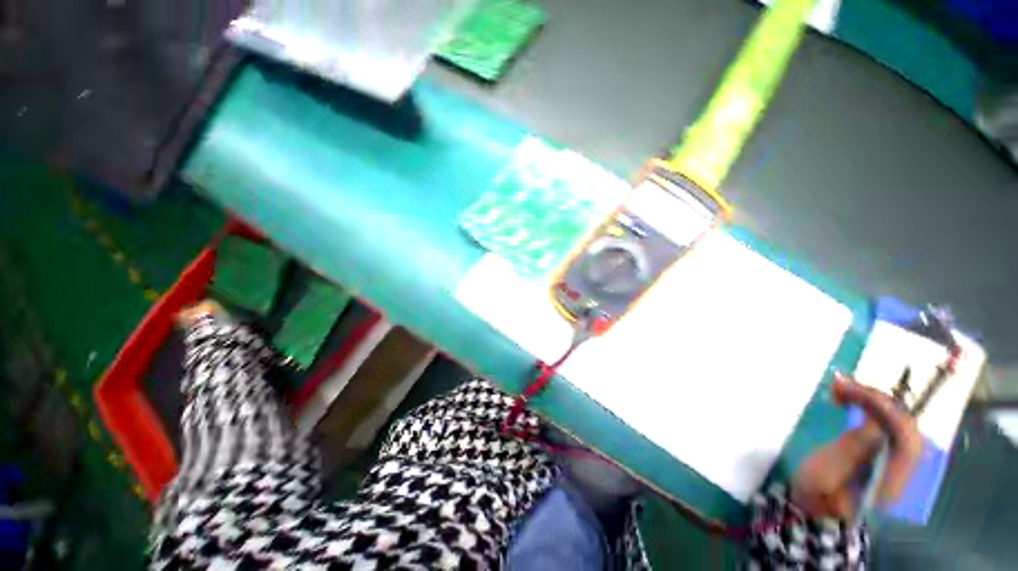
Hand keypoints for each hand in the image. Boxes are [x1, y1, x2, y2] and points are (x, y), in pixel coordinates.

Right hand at [791, 372, 922, 519]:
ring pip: (894, 420)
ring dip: (869, 399)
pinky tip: (848, 398)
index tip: (853, 390)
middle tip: (841, 383)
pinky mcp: (880, 452)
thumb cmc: (816, 492)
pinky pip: (883, 423)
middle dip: (875, 398)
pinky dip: (867, 406)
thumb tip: (877, 422)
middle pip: (902, 423)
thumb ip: (855, 448)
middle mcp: (901, 466)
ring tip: (839, 386)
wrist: (814, 508)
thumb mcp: (829, 472)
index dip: (886, 410)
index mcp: (892, 476)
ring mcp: (892, 459)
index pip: (905, 436)